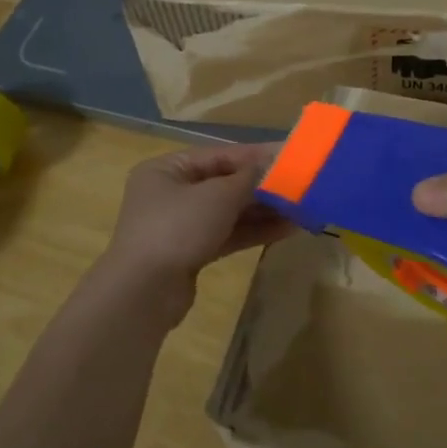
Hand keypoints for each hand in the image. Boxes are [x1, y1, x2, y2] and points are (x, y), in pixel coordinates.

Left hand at [97, 143, 293, 305]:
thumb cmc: (177, 228)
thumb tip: (273, 166)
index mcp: (167, 169)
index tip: (291, 156)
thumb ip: (249, 179)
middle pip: (225, 183)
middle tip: (301, 186)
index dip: (257, 156)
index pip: (220, 155)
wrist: (144, 292)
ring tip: (302, 209)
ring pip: (229, 211)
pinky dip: (254, 231)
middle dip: (263, 187)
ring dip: (264, 210)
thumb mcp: (217, 196)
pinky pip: (227, 234)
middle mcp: (171, 193)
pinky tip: (287, 229)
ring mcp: (180, 225)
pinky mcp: (191, 252)